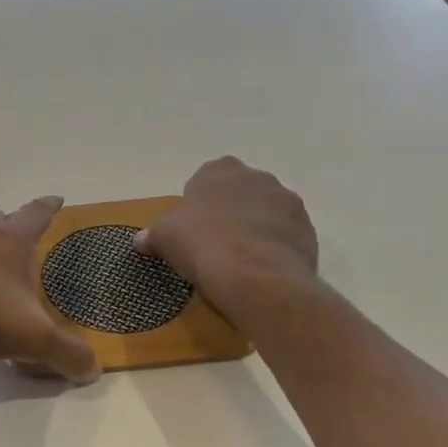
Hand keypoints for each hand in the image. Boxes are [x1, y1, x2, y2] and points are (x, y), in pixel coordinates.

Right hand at [135, 157, 318, 319]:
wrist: (256, 276)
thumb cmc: (203, 245)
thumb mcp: (165, 238)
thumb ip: (152, 235)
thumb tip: (139, 240)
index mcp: (220, 170)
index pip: (207, 176)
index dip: (199, 200)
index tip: (192, 225)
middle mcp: (258, 177)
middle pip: (240, 191)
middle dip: (230, 210)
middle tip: (215, 240)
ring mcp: (287, 202)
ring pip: (266, 211)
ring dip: (255, 227)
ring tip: (240, 258)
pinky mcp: (307, 229)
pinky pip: (285, 234)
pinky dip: (274, 246)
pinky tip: (260, 269)